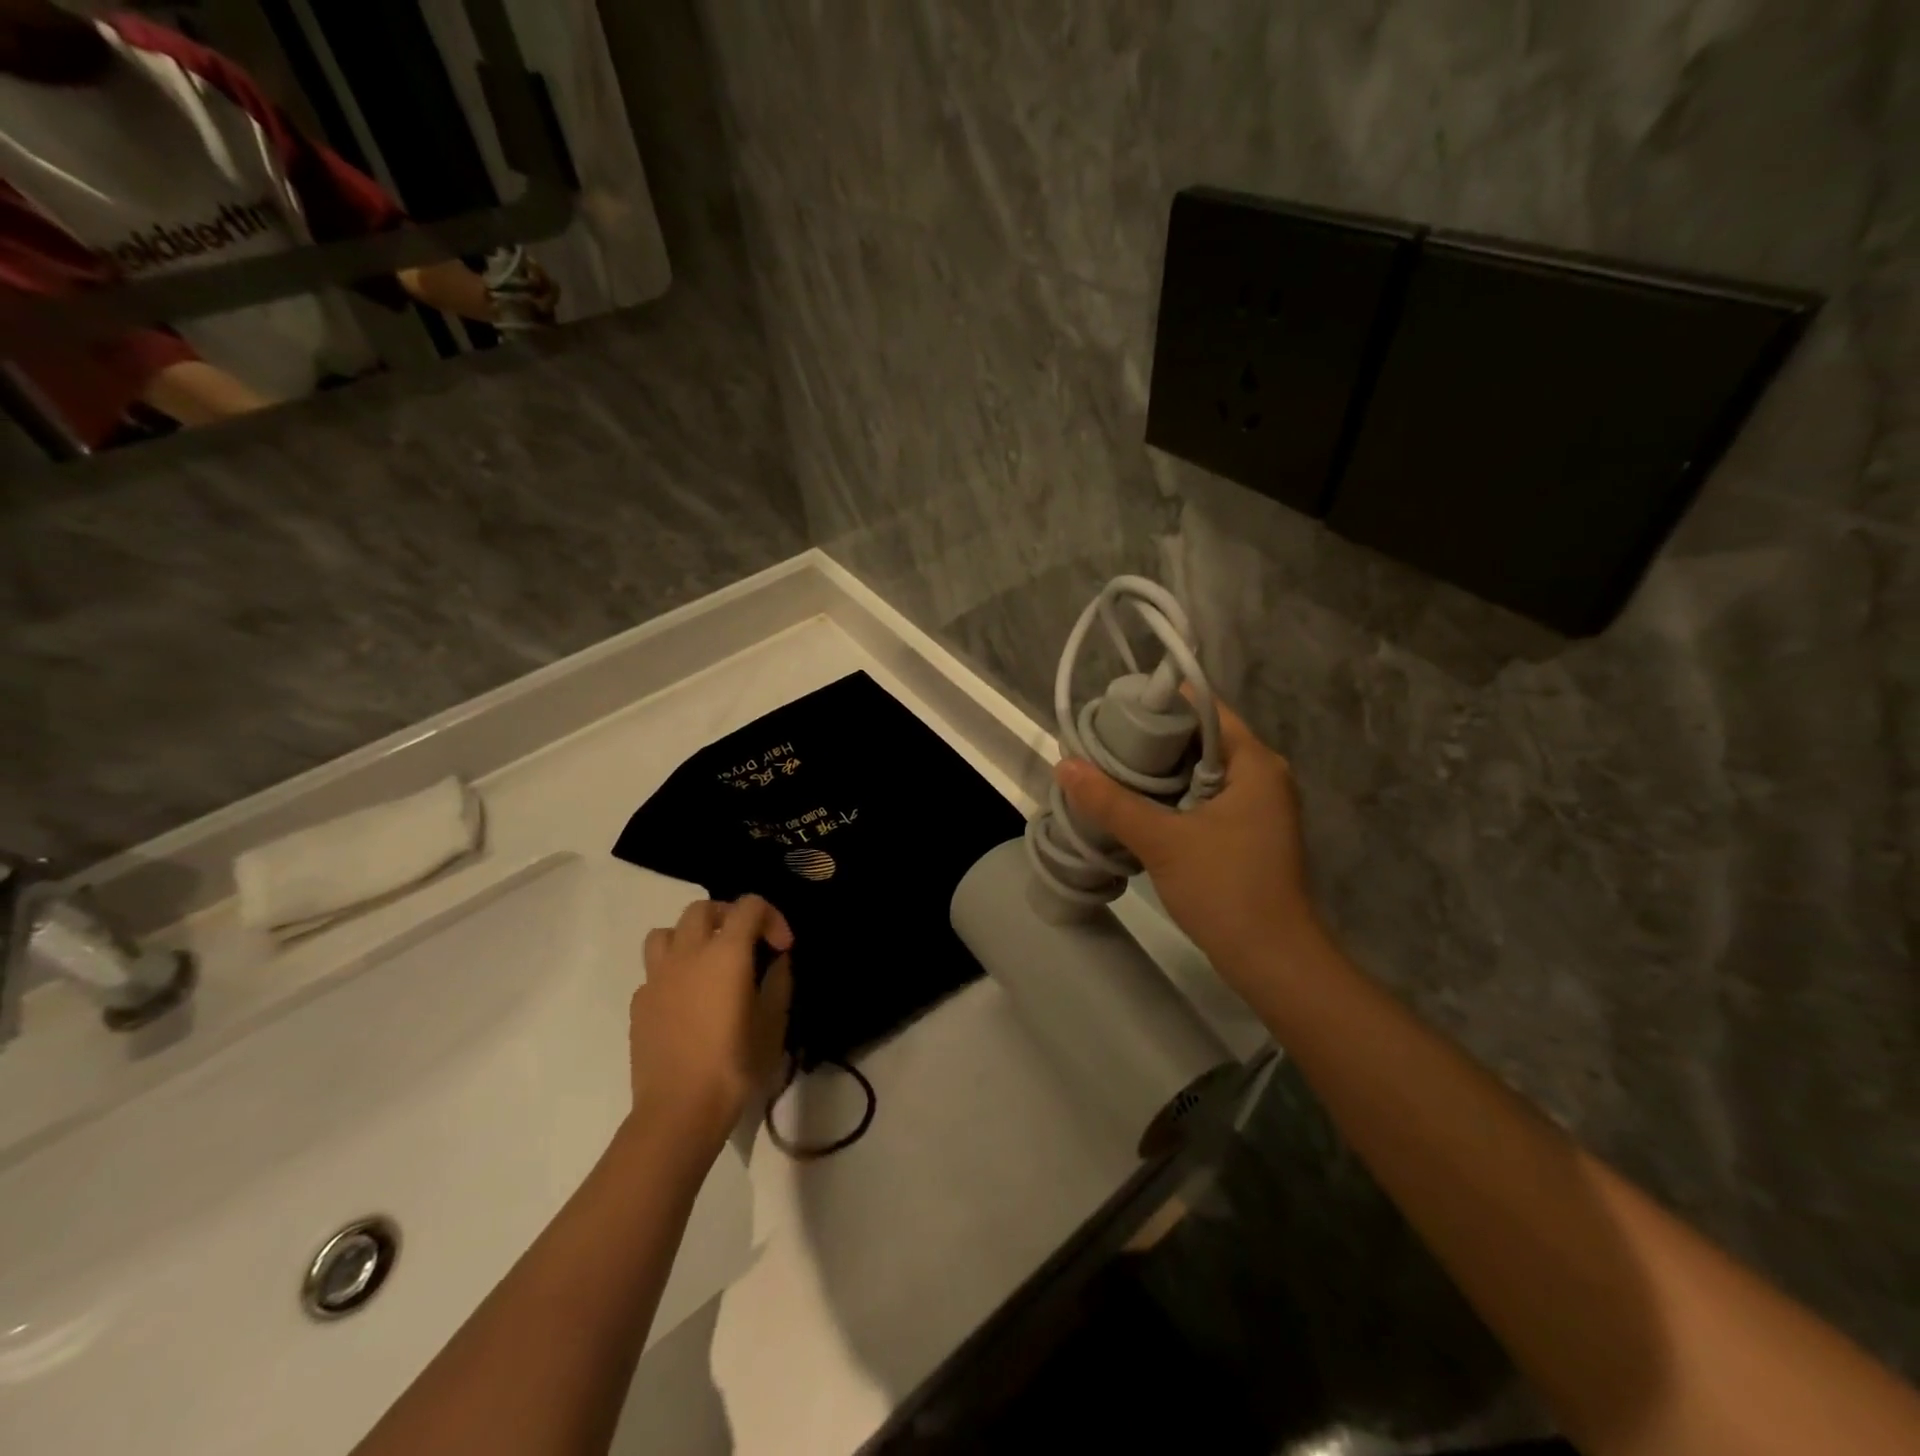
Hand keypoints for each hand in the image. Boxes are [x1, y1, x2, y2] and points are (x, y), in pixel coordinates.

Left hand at [630, 895, 792, 1145]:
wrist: (679, 1111)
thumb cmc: (734, 1065)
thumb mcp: (773, 1024)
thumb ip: (778, 982)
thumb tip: (777, 961)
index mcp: (726, 953)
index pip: (749, 906)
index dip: (771, 917)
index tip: (782, 948)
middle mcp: (688, 953)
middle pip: (703, 908)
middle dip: (728, 916)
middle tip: (746, 942)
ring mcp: (657, 977)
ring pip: (667, 932)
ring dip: (690, 936)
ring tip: (706, 961)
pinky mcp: (639, 1002)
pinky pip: (654, 970)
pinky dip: (672, 972)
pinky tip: (686, 1000)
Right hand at [1055, 695, 1321, 994]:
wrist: (1273, 962)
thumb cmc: (1226, 890)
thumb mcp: (1162, 841)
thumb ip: (1112, 801)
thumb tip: (1065, 765)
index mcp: (1254, 762)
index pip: (1203, 708)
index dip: (1157, 706)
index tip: (1112, 715)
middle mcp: (1261, 776)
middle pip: (1198, 739)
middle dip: (1150, 742)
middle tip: (1100, 747)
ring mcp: (1256, 807)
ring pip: (1197, 772)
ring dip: (1156, 773)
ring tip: (1107, 773)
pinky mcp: (1245, 834)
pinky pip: (1202, 799)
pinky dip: (1170, 798)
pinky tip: (1134, 808)